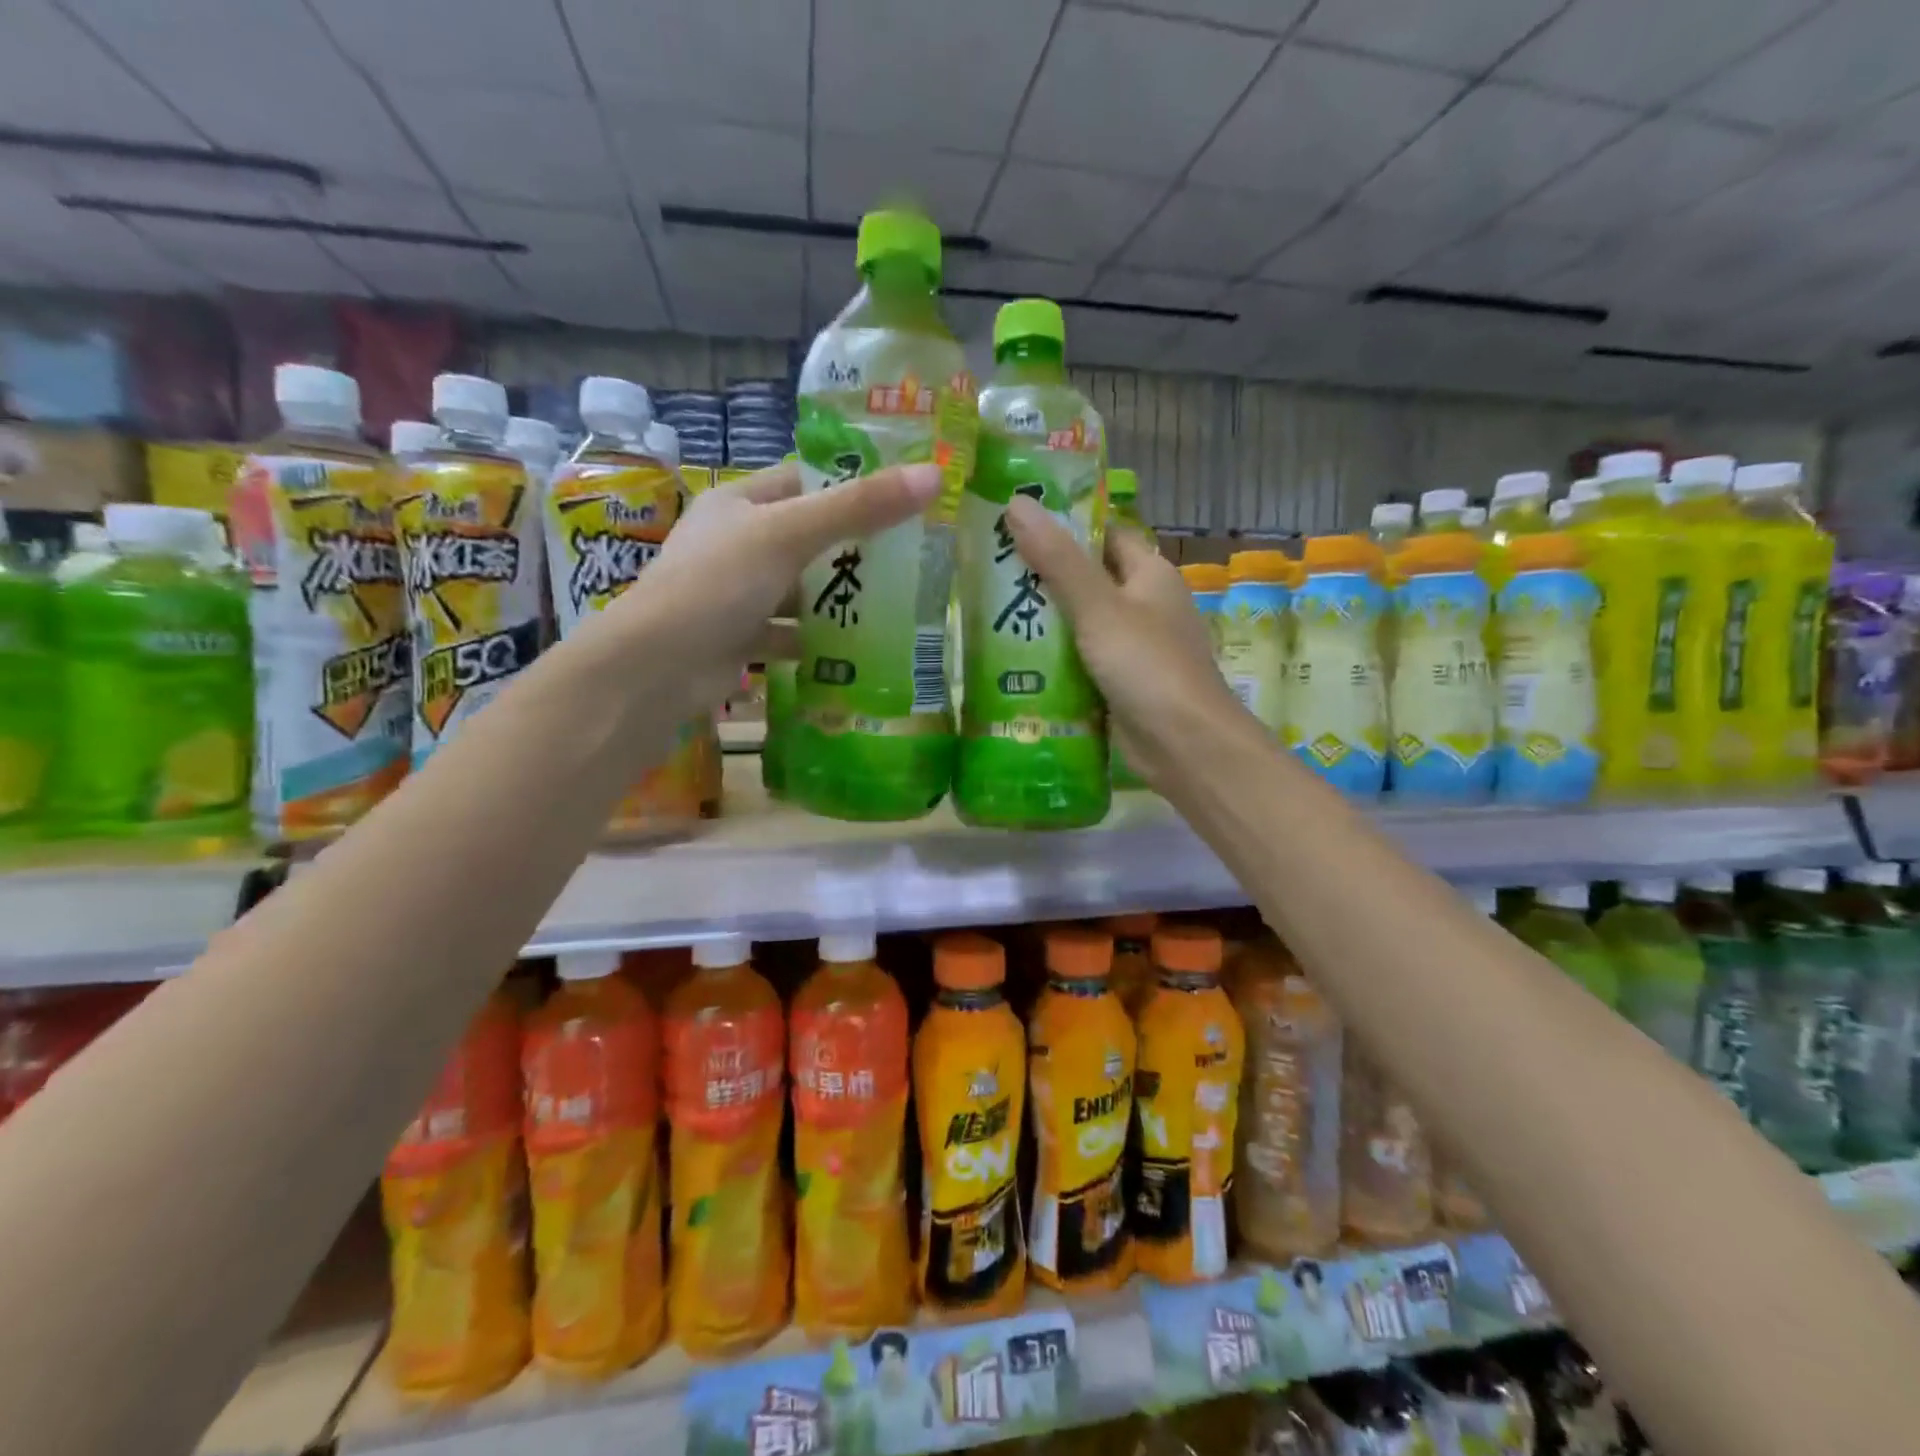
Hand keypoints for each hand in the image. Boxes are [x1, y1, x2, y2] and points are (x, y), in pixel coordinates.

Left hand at [622, 458, 940, 705]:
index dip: (848, 486)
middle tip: (909, 558)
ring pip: (797, 589)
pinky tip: (852, 650)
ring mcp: (733, 594)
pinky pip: (786, 633)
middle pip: (804, 538)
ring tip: (893, 605)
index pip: (801, 481)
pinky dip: (814, 641)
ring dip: (835, 599)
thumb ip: (859, 508)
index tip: (900, 501)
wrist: (657, 668)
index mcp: (738, 503)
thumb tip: (933, 476)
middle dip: (851, 549)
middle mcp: (734, 544)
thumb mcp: (790, 535)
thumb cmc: (719, 584)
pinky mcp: (737, 639)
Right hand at [1005, 497, 1242, 787]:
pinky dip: (1051, 661)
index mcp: (1149, 574)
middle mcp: (1143, 605)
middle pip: (1086, 579)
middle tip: (985, 570)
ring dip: (1041, 622)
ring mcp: (1131, 648)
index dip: (1064, 524)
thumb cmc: (1146, 665)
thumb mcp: (1098, 607)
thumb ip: (1057, 559)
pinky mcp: (1118, 684)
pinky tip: (1011, 661)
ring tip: (985, 612)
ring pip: (1079, 624)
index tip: (1014, 522)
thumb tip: (1016, 502)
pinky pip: (1079, 662)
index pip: (1104, 534)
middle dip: (1041, 576)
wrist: (1183, 744)